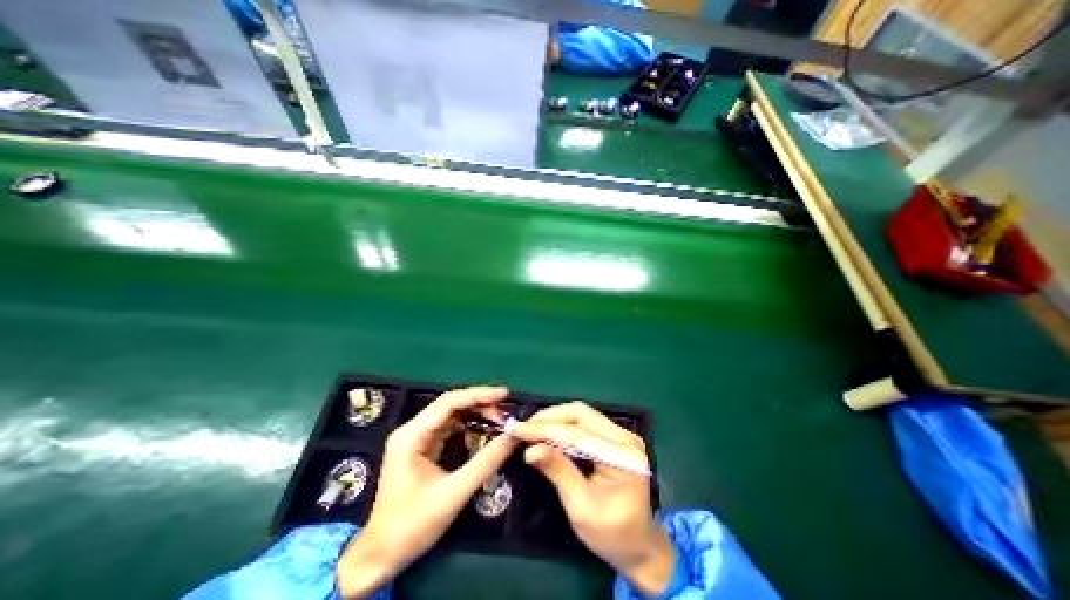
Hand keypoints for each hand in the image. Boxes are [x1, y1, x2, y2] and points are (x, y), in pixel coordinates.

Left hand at [337, 386, 514, 597]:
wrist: (381, 556)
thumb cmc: (413, 525)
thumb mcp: (454, 493)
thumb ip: (486, 462)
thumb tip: (513, 437)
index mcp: (412, 435)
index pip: (450, 402)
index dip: (479, 395)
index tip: (504, 394)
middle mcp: (413, 430)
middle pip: (452, 406)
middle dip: (480, 407)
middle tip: (505, 416)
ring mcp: (417, 438)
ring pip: (452, 416)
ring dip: (476, 418)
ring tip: (498, 425)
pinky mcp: (423, 448)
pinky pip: (450, 430)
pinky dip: (469, 431)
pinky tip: (482, 438)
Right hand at [511, 404, 675, 594]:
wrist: (638, 546)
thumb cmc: (611, 534)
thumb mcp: (581, 507)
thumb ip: (558, 472)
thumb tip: (530, 450)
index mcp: (623, 456)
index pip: (579, 433)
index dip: (546, 429)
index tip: (519, 429)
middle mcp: (624, 437)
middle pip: (581, 414)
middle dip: (549, 418)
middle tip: (524, 427)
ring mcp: (620, 435)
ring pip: (581, 414)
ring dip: (555, 419)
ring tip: (531, 428)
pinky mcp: (613, 438)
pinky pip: (584, 423)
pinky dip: (563, 425)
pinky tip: (548, 431)